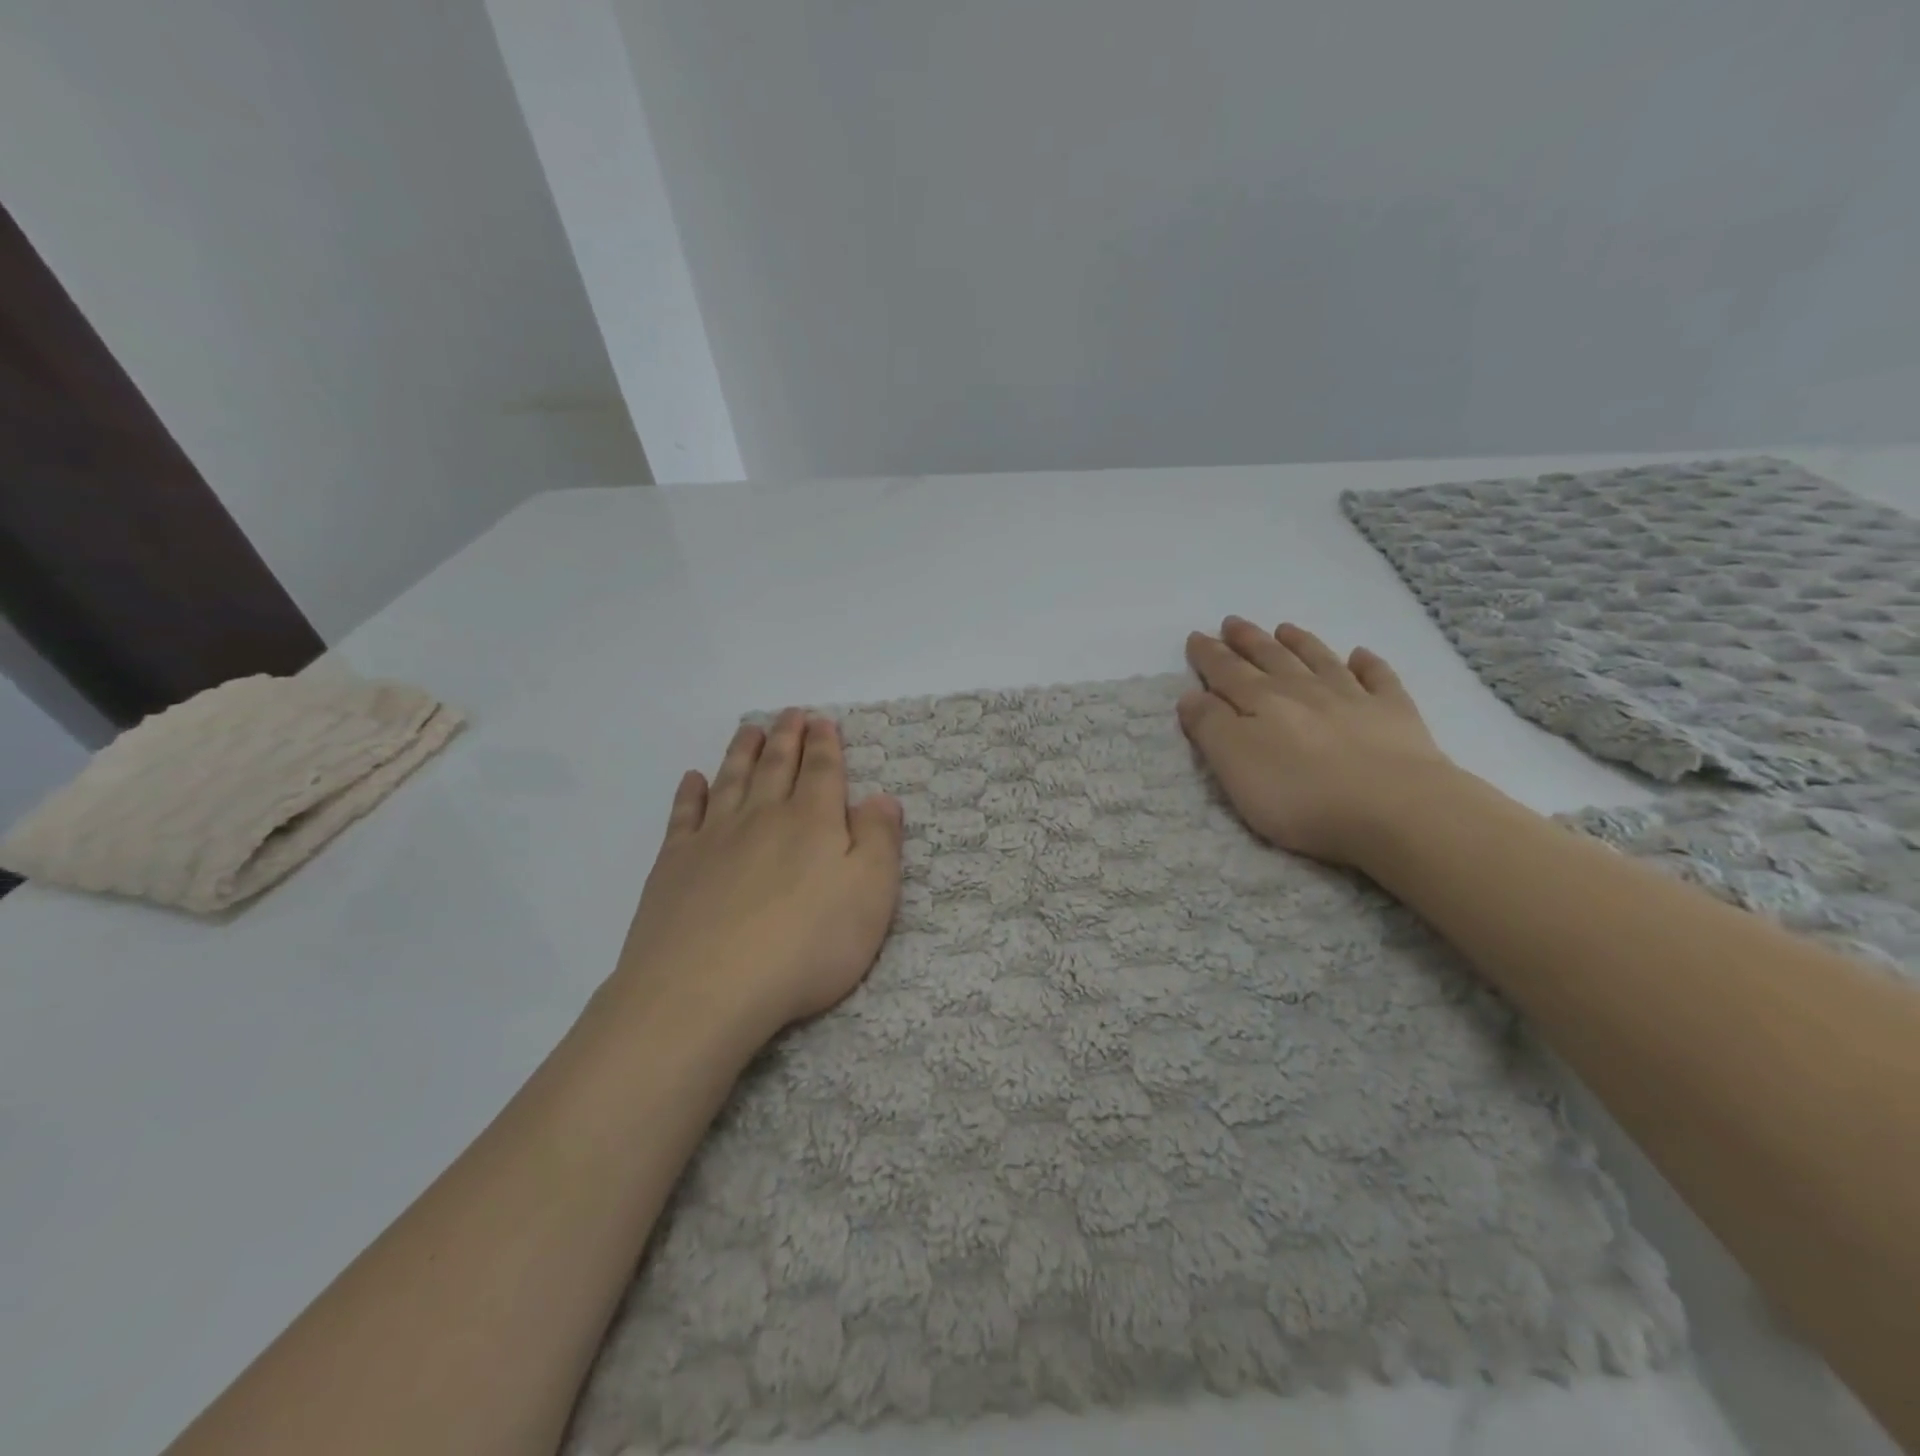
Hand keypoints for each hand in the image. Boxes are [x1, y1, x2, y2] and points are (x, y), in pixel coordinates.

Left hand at [606, 709, 903, 1051]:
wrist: (706, 988)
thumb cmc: (805, 947)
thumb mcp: (870, 897)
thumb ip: (880, 842)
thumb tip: (882, 797)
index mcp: (813, 823)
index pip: (823, 772)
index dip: (825, 745)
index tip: (822, 720)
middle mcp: (763, 817)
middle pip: (777, 766)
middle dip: (787, 737)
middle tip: (790, 713)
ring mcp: (714, 838)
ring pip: (732, 780)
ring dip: (743, 752)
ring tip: (749, 729)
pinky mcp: (675, 864)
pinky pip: (685, 815)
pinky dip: (691, 793)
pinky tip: (693, 779)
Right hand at [1179, 617, 1454, 867]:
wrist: (1395, 809)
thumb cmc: (1300, 795)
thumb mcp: (1235, 766)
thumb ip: (1210, 727)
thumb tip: (1192, 694)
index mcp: (1261, 702)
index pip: (1226, 672)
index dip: (1209, 655)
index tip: (1196, 637)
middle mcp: (1303, 690)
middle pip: (1270, 658)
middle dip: (1248, 640)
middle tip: (1233, 622)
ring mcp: (1353, 698)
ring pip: (1319, 660)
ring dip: (1299, 643)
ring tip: (1284, 628)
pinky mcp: (1395, 715)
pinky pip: (1379, 678)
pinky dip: (1368, 664)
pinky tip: (1361, 655)